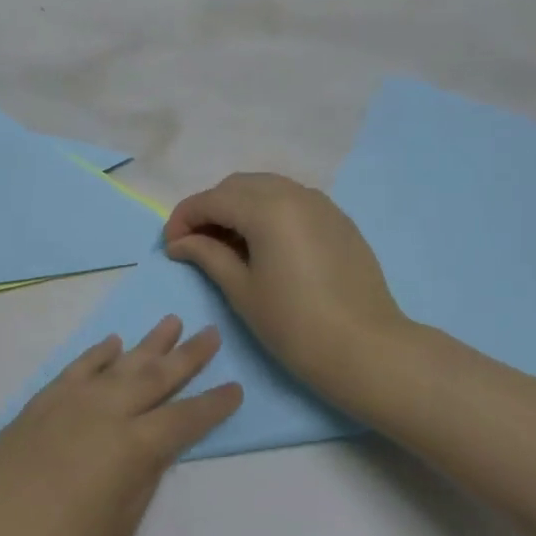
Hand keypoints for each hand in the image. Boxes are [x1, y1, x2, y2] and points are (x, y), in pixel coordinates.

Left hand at [0, 317, 241, 535]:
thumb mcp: (117, 532)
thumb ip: (140, 482)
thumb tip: (153, 449)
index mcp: (131, 449)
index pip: (184, 419)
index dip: (212, 405)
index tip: (235, 387)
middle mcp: (104, 414)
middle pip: (154, 378)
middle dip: (186, 357)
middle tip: (210, 333)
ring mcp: (68, 405)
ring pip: (118, 364)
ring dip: (147, 344)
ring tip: (171, 322)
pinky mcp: (38, 406)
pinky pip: (75, 369)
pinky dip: (97, 355)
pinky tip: (112, 344)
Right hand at [164, 173, 414, 414]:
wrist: (365, 349)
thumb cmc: (294, 324)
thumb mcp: (242, 290)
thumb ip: (207, 255)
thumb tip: (180, 242)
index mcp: (266, 208)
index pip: (211, 200)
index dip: (183, 219)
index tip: (170, 246)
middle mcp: (294, 194)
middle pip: (238, 186)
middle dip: (211, 209)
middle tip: (196, 245)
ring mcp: (321, 204)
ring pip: (267, 189)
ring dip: (240, 207)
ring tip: (228, 245)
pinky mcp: (338, 220)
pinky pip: (293, 201)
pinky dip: (269, 212)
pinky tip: (264, 246)